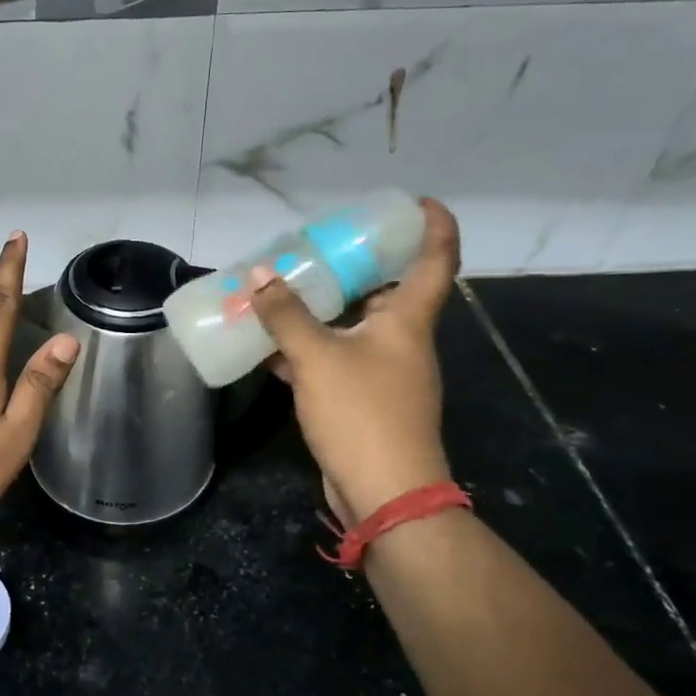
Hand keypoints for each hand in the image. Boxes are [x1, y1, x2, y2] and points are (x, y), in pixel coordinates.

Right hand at [250, 198, 460, 525]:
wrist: (385, 494)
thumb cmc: (362, 413)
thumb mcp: (317, 357)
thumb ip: (286, 315)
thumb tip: (259, 275)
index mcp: (407, 322)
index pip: (435, 261)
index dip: (434, 226)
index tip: (418, 202)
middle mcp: (401, 342)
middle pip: (387, 291)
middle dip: (356, 265)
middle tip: (319, 244)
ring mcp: (383, 374)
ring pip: (353, 327)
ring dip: (322, 309)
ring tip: (283, 287)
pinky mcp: (362, 401)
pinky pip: (333, 360)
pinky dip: (305, 349)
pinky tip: (267, 345)